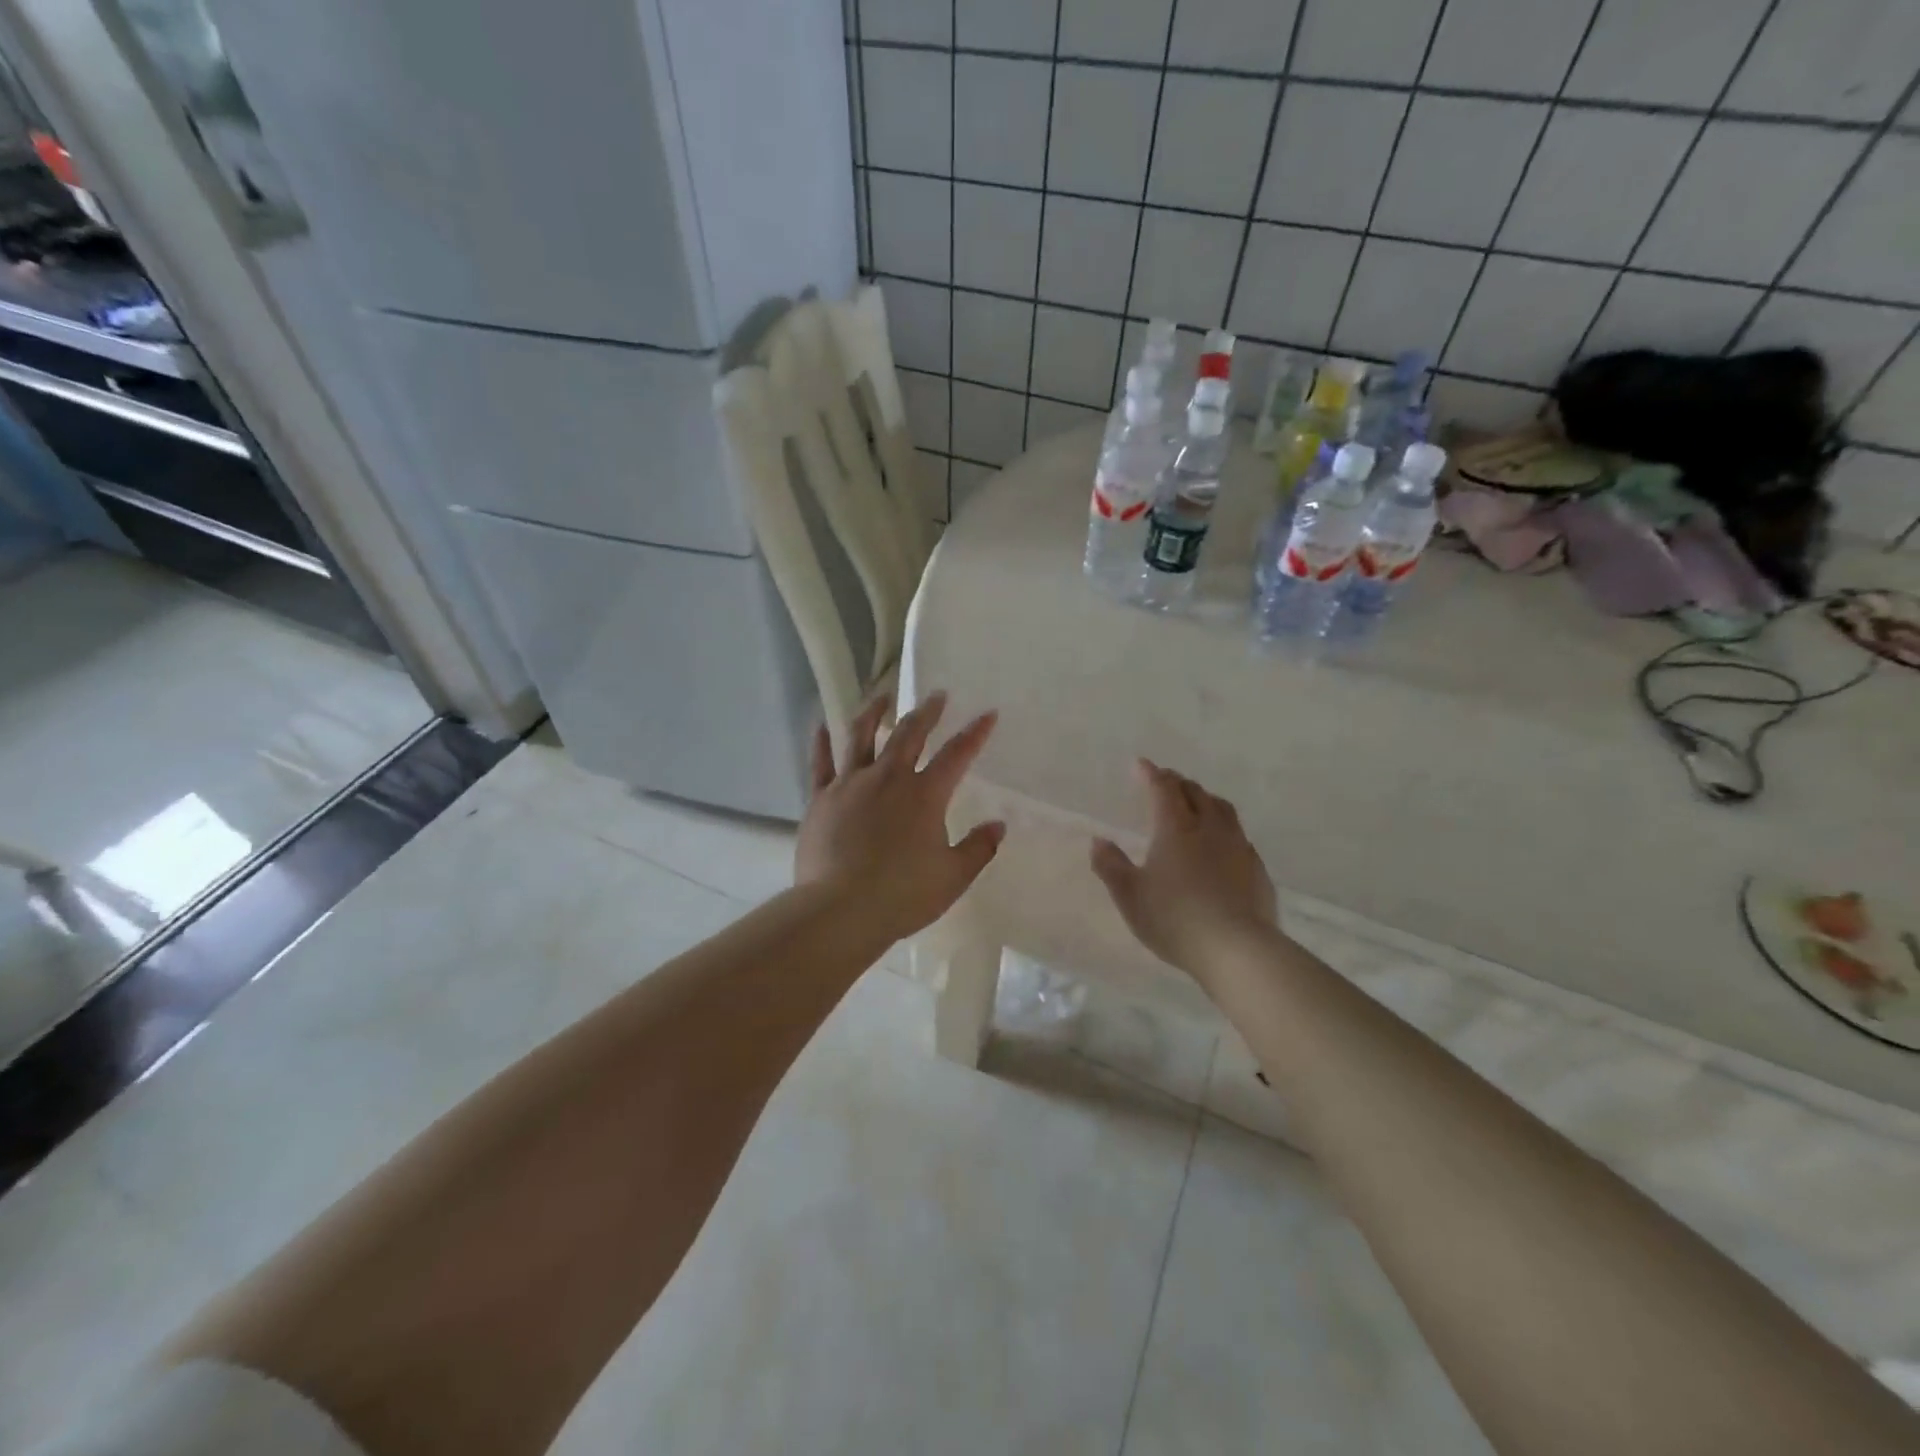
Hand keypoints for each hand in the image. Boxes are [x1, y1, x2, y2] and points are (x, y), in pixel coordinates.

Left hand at [796, 691, 1004, 941]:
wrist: (840, 909)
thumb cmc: (902, 895)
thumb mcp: (953, 876)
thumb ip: (979, 848)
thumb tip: (998, 825)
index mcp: (925, 794)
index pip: (957, 754)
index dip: (975, 733)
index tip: (988, 714)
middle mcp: (888, 778)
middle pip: (909, 734)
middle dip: (927, 711)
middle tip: (936, 695)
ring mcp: (850, 784)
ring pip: (861, 735)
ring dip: (874, 712)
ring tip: (882, 695)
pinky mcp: (821, 798)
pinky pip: (821, 762)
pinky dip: (821, 741)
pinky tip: (822, 724)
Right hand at [1091, 760, 1276, 978]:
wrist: (1236, 949)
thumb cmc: (1174, 918)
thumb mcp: (1130, 896)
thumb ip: (1111, 865)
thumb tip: (1098, 841)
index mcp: (1175, 828)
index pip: (1163, 789)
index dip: (1151, 774)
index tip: (1141, 764)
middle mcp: (1209, 828)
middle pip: (1196, 793)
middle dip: (1178, 783)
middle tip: (1166, 782)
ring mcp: (1238, 847)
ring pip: (1223, 809)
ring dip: (1205, 799)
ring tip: (1197, 803)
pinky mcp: (1257, 869)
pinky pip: (1239, 836)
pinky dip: (1224, 828)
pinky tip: (1222, 844)